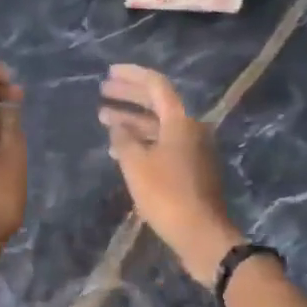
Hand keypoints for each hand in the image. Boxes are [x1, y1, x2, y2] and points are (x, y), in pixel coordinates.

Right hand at [99, 64, 241, 284]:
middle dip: (129, 96)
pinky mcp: (191, 170)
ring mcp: (193, 150)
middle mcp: (190, 129)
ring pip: (158, 125)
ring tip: (104, 120)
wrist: (203, 235)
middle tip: (103, 91)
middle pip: (157, 103)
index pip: (156, 85)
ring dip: (132, 120)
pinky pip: (163, 144)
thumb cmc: (167, 195)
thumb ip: (123, 139)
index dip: (132, 75)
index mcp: (180, 121)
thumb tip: (117, 125)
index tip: (109, 72)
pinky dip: (142, 141)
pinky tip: (120, 150)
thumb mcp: (136, 165)